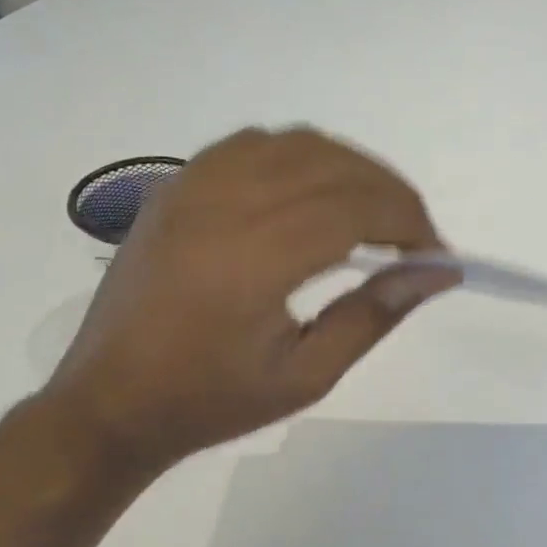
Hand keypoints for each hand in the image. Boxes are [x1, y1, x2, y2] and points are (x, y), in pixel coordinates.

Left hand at [37, 127, 453, 474]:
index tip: (436, 255)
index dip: (409, 221)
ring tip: (372, 210)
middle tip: (414, 236)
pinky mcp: (173, 186)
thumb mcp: (305, 376)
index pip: (354, 208)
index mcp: (254, 259)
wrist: (110, 403)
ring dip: (347, 167)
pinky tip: (310, 191)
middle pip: (331, 166)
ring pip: (293, 144)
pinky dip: (297, 156)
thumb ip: (372, 316)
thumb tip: (436, 274)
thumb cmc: (210, 402)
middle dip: (389, 192)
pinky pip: (249, 145)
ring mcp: (191, 187)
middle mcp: (222, 205)